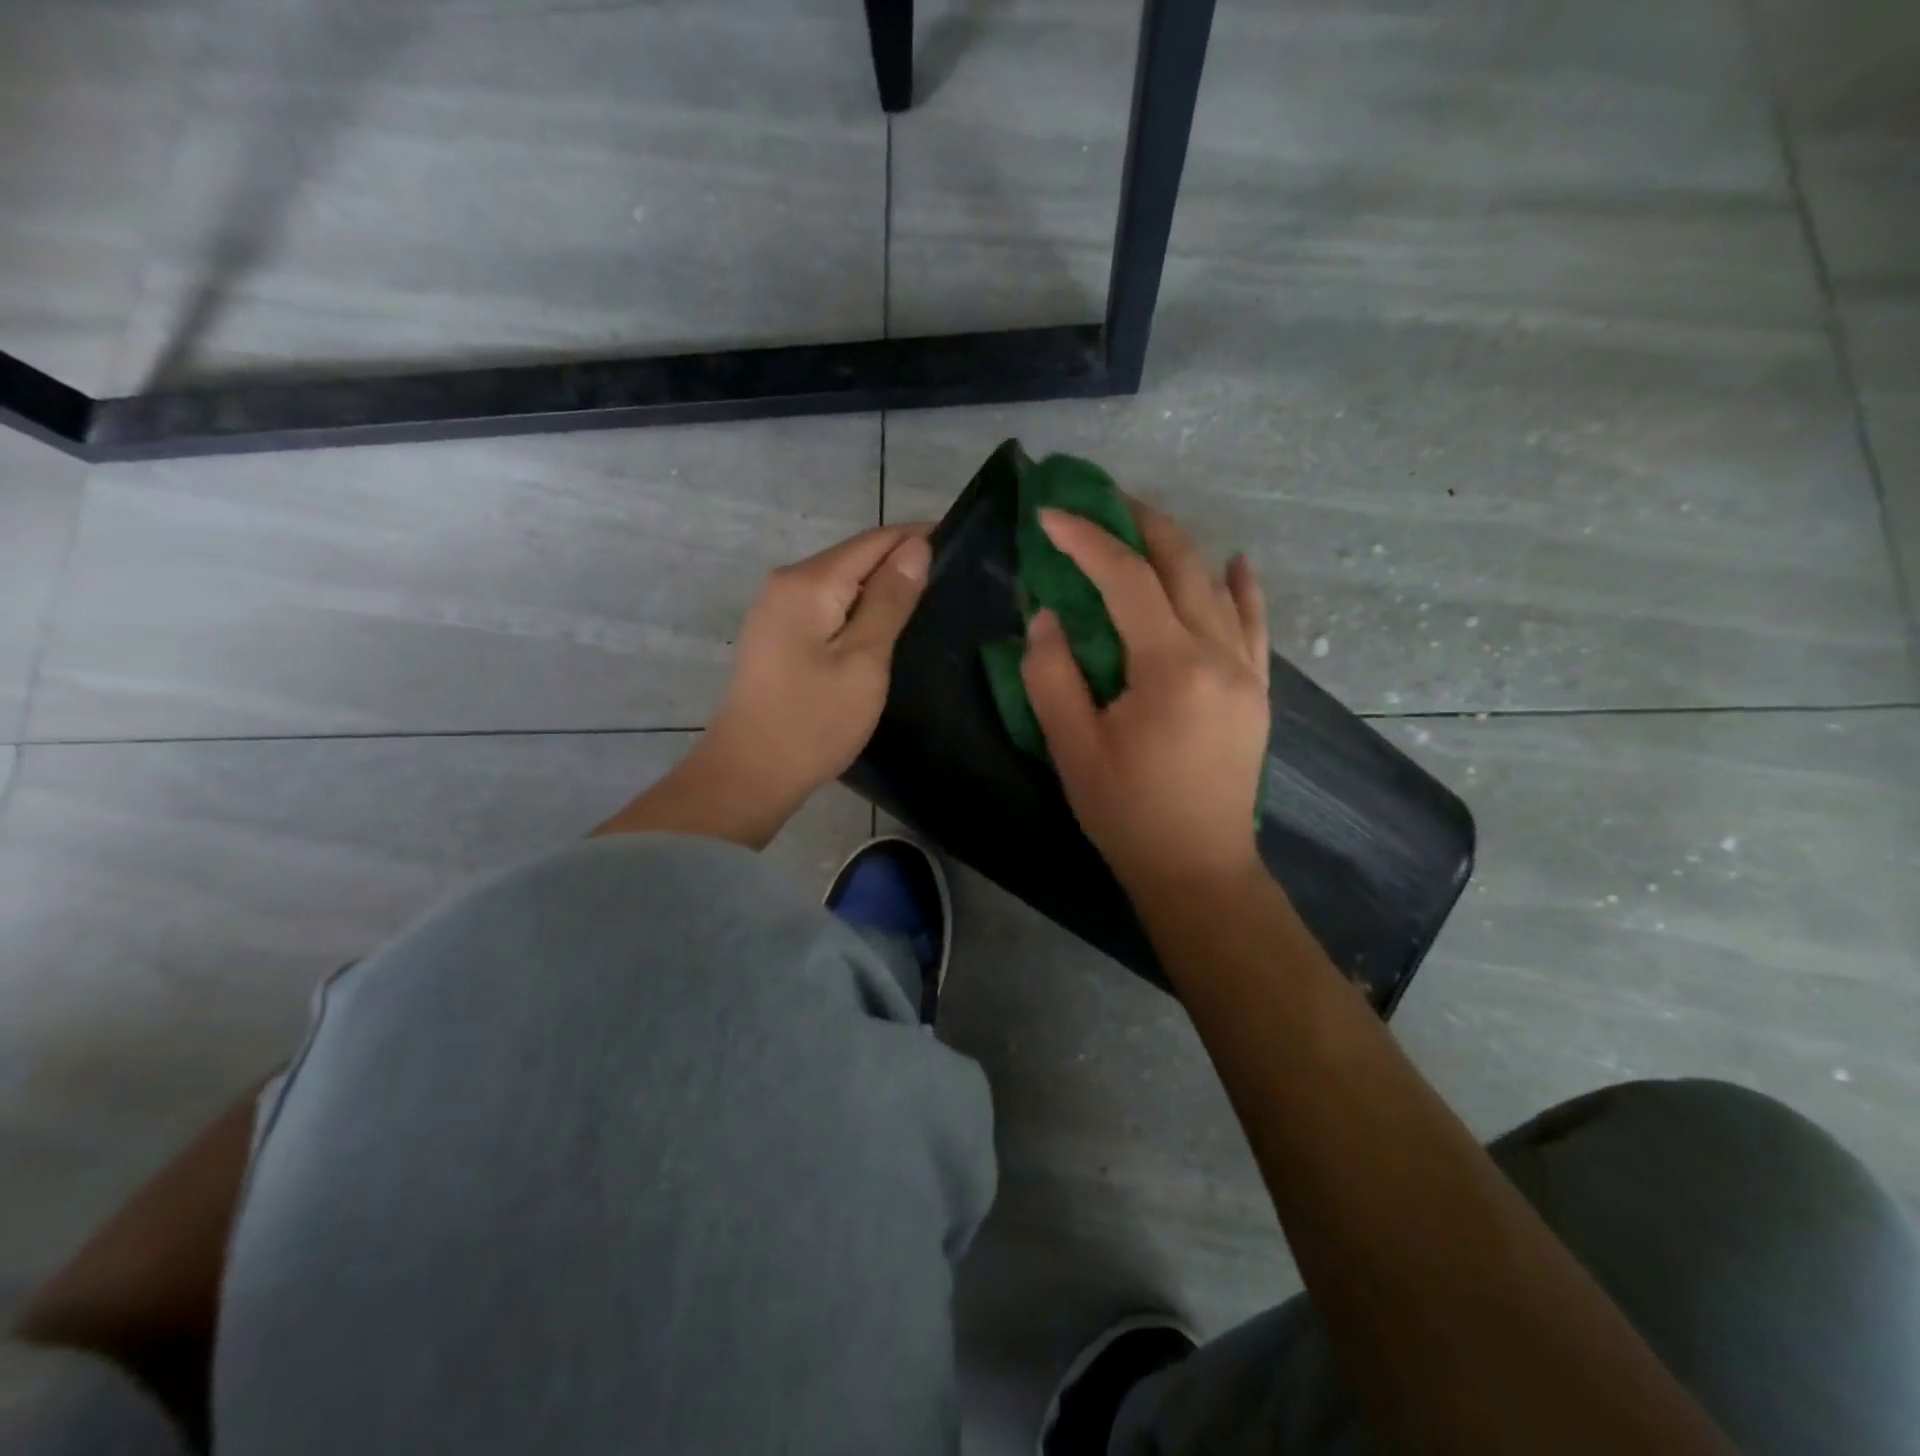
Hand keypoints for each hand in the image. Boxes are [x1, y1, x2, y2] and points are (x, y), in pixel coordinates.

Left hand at [698, 522, 933, 814]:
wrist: (751, 772)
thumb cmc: (814, 720)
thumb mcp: (863, 660)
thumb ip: (890, 600)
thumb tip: (916, 547)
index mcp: (808, 582)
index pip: (873, 541)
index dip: (916, 538)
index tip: (960, 546)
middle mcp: (786, 582)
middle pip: (854, 556)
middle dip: (900, 561)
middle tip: (951, 580)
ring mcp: (776, 608)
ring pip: (840, 581)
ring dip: (880, 586)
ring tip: (926, 602)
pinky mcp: (776, 634)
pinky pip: (825, 604)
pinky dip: (857, 608)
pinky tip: (882, 626)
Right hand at [1020, 499, 1270, 899]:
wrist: (1198, 867)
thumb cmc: (1128, 813)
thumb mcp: (1072, 748)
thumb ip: (1052, 675)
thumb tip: (1047, 617)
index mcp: (1171, 667)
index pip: (1126, 579)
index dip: (1086, 540)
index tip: (1050, 515)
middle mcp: (1219, 654)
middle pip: (1180, 565)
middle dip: (1137, 523)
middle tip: (1099, 500)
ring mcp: (1247, 670)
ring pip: (1216, 586)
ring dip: (1178, 547)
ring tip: (1143, 524)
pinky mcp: (1257, 689)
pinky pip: (1254, 623)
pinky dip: (1241, 587)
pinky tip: (1236, 562)